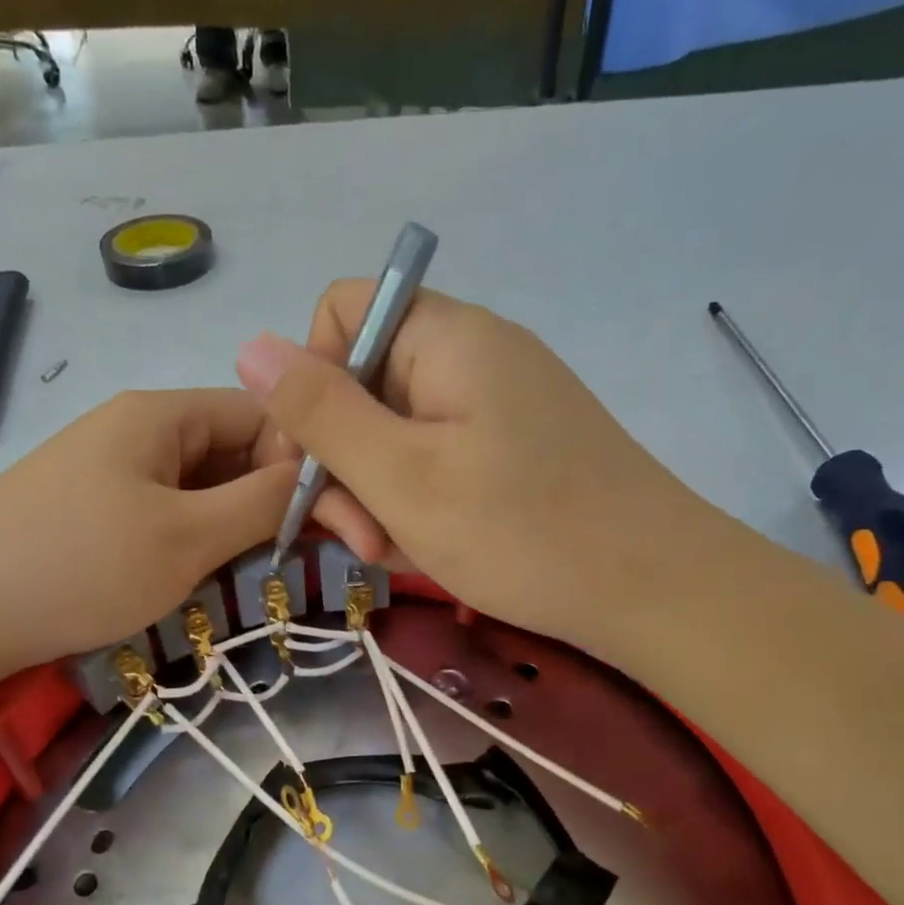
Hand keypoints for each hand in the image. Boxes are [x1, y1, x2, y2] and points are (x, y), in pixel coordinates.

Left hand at [0, 390, 295, 673]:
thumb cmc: (80, 566)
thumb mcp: (187, 536)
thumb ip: (262, 503)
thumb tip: (318, 476)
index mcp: (160, 413)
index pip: (261, 414)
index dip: (301, 460)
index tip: (325, 521)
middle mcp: (135, 428)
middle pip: (230, 450)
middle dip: (266, 499)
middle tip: (292, 557)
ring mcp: (108, 470)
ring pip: (198, 487)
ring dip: (229, 526)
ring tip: (245, 574)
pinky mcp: (89, 510)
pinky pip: (162, 512)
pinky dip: (190, 540)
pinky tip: (193, 577)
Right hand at [238, 282, 716, 653]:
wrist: (654, 590)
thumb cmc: (521, 531)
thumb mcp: (401, 477)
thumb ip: (321, 412)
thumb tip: (249, 346)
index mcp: (444, 337)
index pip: (339, 313)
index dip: (311, 380)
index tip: (317, 458)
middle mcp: (470, 355)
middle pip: (364, 383)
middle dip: (346, 462)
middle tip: (363, 537)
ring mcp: (496, 404)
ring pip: (396, 434)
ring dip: (380, 496)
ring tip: (400, 553)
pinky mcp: (513, 448)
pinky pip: (436, 461)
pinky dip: (420, 505)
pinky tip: (432, 550)